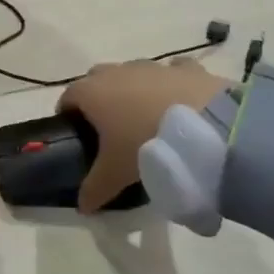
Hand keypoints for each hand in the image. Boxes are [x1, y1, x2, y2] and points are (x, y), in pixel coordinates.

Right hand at [57, 59, 230, 212]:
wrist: (206, 127)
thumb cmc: (146, 145)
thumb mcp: (115, 174)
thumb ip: (94, 189)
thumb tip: (82, 207)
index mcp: (93, 92)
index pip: (68, 96)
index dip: (67, 113)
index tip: (74, 133)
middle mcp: (119, 72)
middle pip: (97, 78)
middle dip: (99, 97)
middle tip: (109, 127)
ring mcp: (154, 66)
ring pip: (134, 73)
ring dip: (134, 90)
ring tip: (146, 118)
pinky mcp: (187, 68)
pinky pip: (172, 71)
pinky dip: (170, 84)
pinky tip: (178, 103)